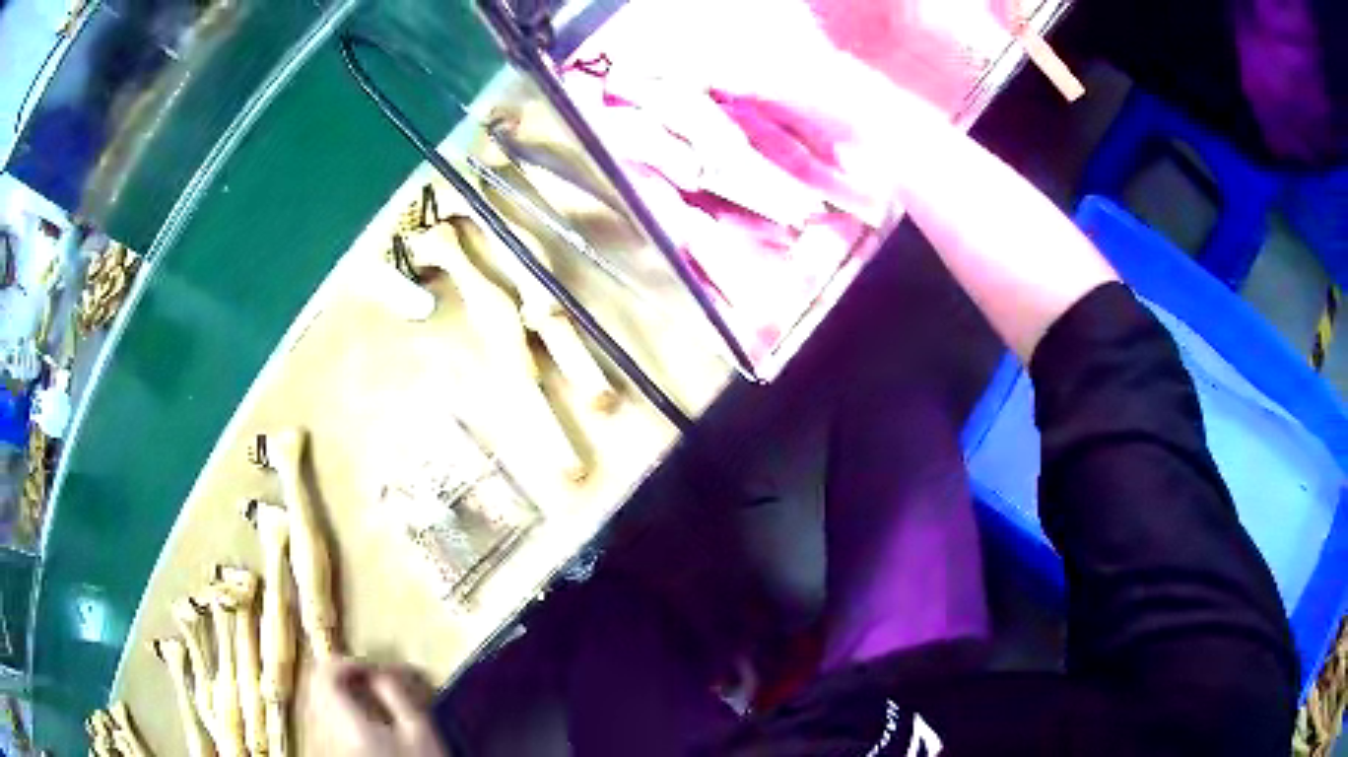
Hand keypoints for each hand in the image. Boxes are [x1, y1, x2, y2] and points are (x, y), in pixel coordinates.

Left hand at [304, 658, 447, 756]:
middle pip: (315, 687)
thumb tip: (380, 672)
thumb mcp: (420, 732)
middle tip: (369, 680)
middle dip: (341, 677)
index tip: (369, 667)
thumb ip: (398, 696)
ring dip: (338, 693)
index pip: (324, 675)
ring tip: (368, 699)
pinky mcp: (327, 752)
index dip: (344, 662)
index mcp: (345, 723)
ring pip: (316, 703)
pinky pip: (321, 721)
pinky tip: (361, 721)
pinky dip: (337, 711)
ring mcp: (323, 744)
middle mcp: (324, 731)